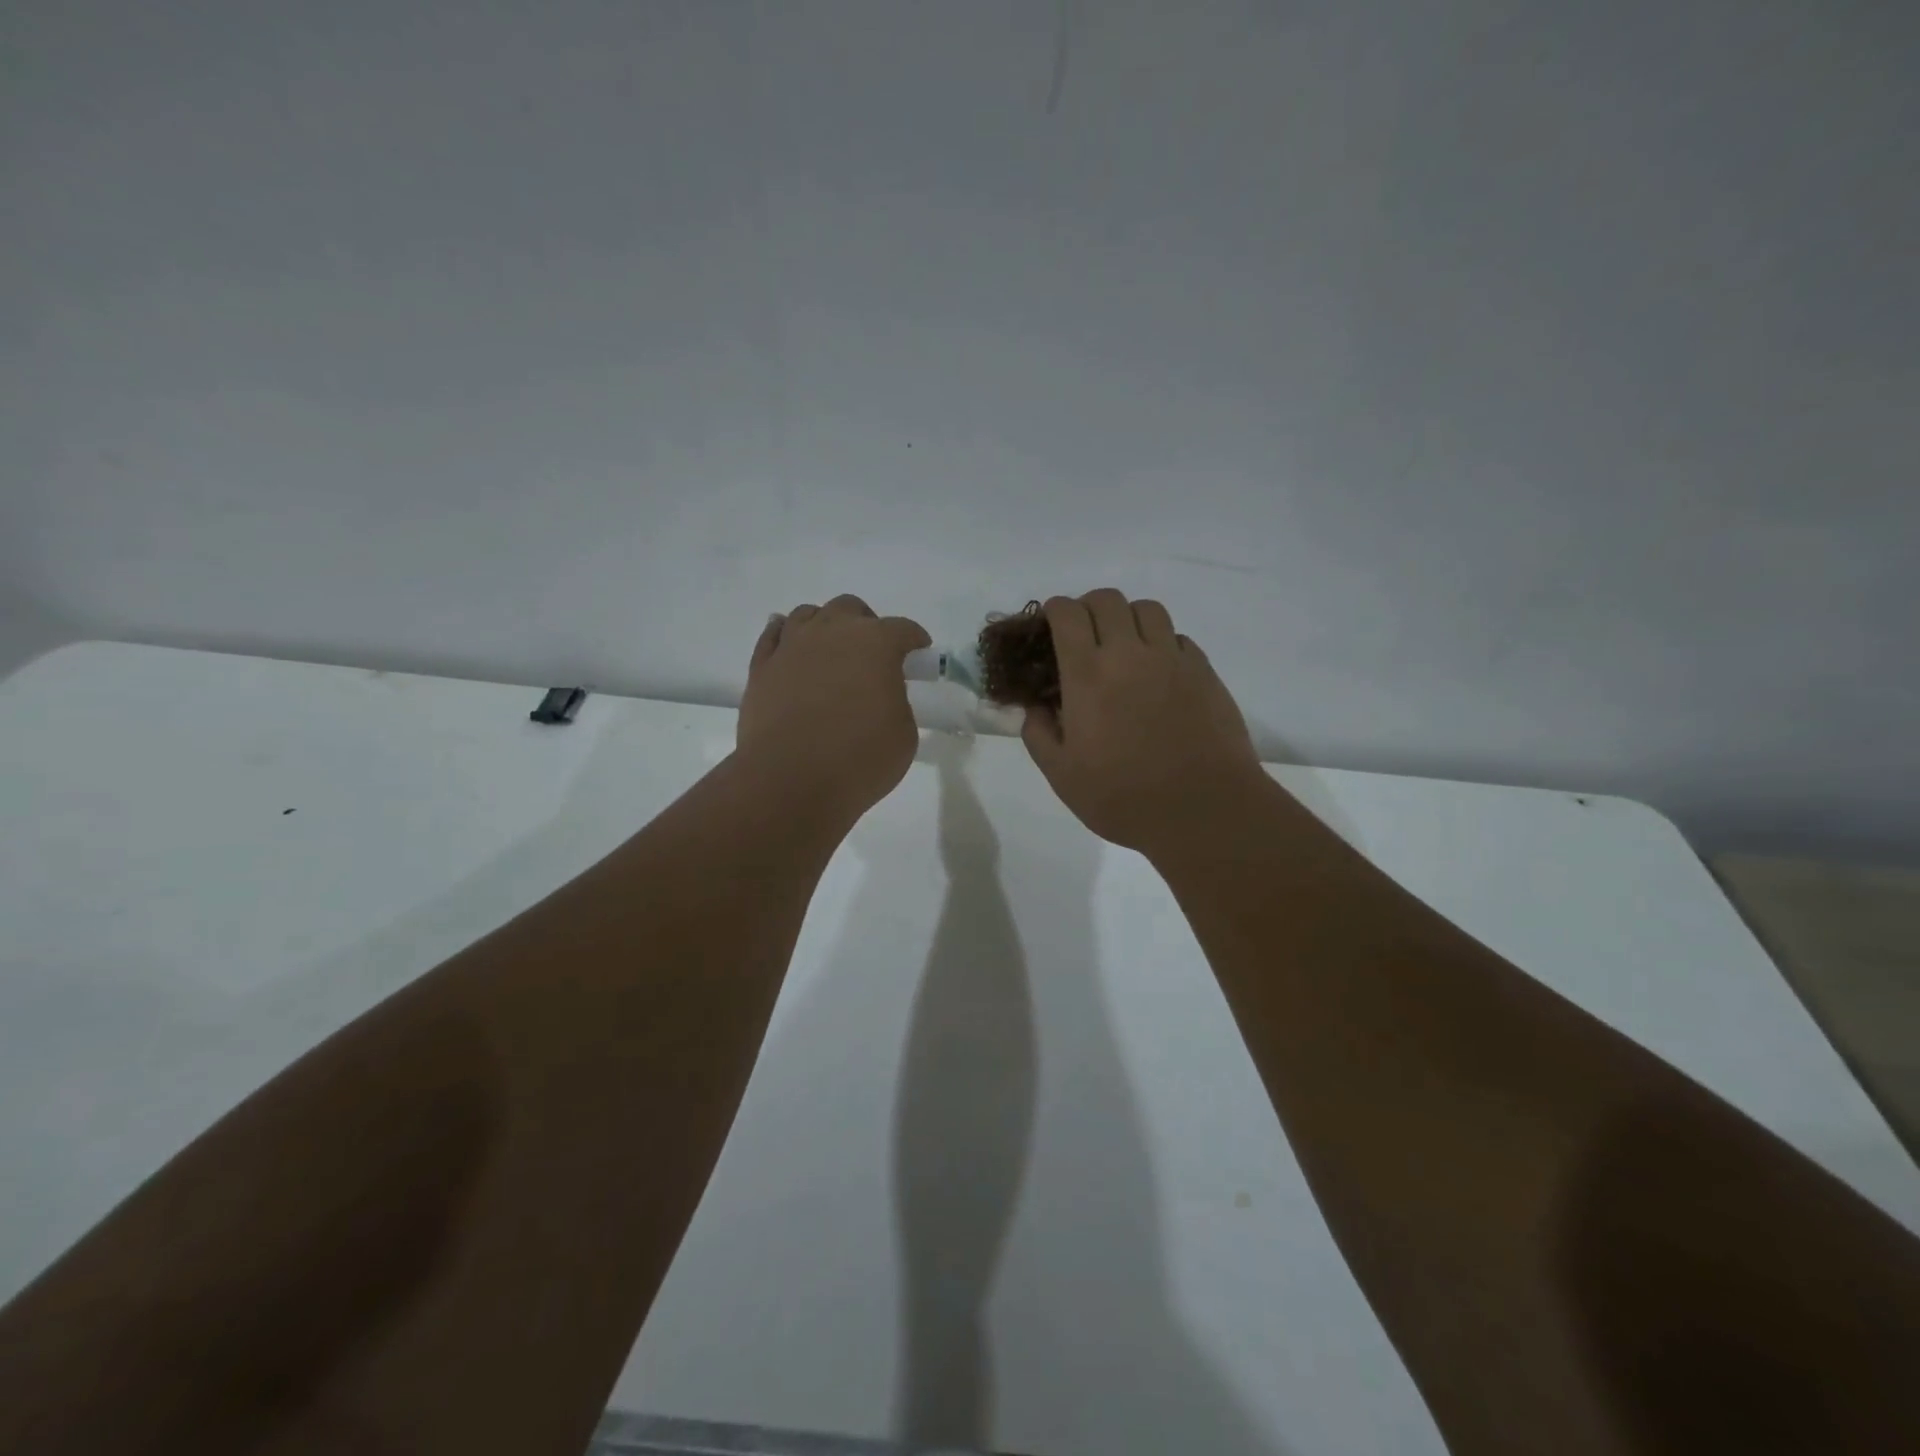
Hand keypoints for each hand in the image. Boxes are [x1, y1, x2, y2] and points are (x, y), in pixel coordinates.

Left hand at [736, 595, 930, 826]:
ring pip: (808, 614)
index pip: (903, 629)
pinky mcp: (761, 667)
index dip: (915, 639)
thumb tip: (879, 696)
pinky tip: (791, 645)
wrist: (790, 781)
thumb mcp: (903, 734)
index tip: (919, 653)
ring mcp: (791, 646)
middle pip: (850, 609)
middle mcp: (832, 632)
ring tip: (830, 651)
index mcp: (876, 644)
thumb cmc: (859, 759)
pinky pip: (773, 635)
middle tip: (872, 655)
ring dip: (825, 626)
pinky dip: (785, 635)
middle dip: (866, 624)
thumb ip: (896, 702)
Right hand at [1022, 589, 1266, 855]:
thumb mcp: (1062, 775)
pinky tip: (1157, 673)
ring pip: (1147, 609)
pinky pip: (1178, 637)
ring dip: (1127, 618)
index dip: (1054, 611)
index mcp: (1088, 674)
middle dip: (1087, 608)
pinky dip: (1161, 643)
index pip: (1067, 614)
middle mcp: (1129, 653)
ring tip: (1123, 647)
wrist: (1203, 810)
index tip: (1049, 626)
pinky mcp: (1204, 671)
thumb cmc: (1123, 797)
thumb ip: (1038, 734)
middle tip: (1083, 636)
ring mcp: (1172, 659)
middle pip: (1107, 599)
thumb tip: (1035, 707)